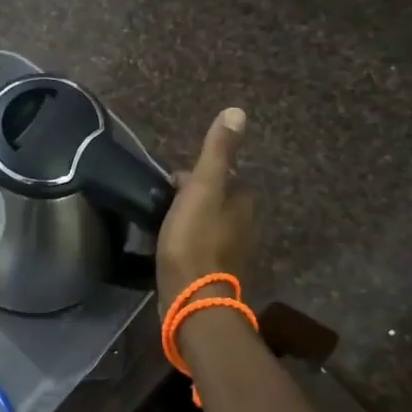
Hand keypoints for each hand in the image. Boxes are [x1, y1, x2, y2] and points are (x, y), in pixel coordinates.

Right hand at [156, 108, 255, 313]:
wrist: (194, 300)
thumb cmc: (194, 240)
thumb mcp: (202, 188)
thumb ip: (217, 152)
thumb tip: (237, 112)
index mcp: (245, 200)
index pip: (219, 176)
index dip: (190, 177)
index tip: (167, 186)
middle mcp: (248, 224)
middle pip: (216, 201)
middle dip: (193, 200)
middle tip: (163, 208)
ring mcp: (236, 252)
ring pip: (212, 226)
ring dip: (193, 224)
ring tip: (165, 229)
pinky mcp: (222, 274)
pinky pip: (207, 249)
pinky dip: (193, 246)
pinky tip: (175, 253)